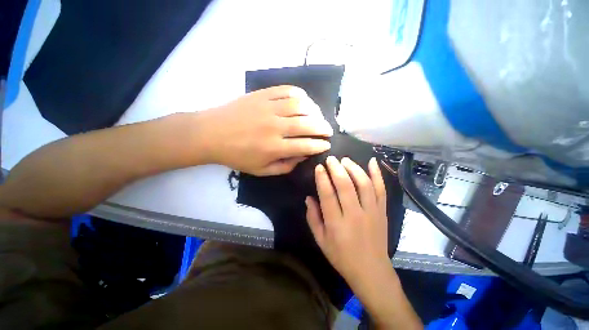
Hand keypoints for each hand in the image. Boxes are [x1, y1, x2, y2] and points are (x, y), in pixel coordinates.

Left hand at [199, 85, 332, 175]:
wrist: (210, 134)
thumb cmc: (236, 156)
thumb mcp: (261, 170)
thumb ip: (284, 166)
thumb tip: (302, 157)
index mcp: (274, 147)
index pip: (305, 145)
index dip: (320, 145)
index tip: (326, 145)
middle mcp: (275, 127)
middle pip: (307, 124)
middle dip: (323, 127)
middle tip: (328, 130)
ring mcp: (268, 108)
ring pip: (300, 105)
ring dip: (315, 110)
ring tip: (318, 116)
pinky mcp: (262, 95)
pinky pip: (286, 90)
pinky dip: (299, 94)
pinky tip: (304, 100)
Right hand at [305, 156, 389, 286]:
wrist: (372, 271)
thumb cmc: (342, 257)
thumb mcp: (321, 241)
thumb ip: (313, 218)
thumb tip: (309, 198)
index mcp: (336, 224)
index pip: (328, 195)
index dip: (322, 179)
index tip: (319, 167)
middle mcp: (355, 215)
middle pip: (346, 186)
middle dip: (337, 169)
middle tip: (331, 159)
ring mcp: (372, 212)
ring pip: (364, 184)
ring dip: (354, 168)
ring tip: (345, 160)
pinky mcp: (382, 211)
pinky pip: (381, 190)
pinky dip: (377, 174)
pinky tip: (372, 161)